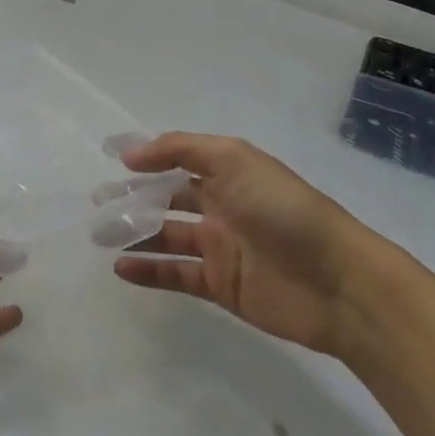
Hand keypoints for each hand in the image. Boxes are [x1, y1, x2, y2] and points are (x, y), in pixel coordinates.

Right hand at [114, 133, 384, 357]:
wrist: (337, 282)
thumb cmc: (284, 210)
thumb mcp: (234, 160)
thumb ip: (181, 150)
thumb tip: (131, 155)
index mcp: (228, 173)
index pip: (178, 160)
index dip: (147, 159)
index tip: (111, 160)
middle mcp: (221, 206)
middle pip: (168, 199)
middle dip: (133, 198)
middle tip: (97, 203)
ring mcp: (220, 247)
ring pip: (166, 236)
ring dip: (134, 234)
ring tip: (99, 235)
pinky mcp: (220, 285)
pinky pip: (176, 274)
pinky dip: (148, 271)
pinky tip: (121, 267)